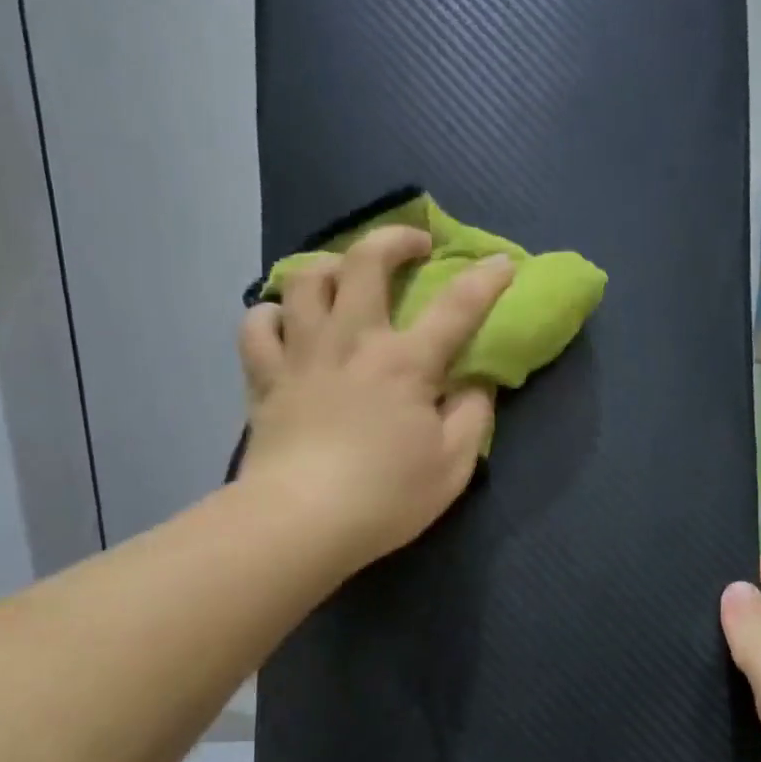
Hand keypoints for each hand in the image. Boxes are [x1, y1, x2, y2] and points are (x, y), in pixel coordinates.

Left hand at [236, 225, 514, 574]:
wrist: (300, 522)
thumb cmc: (385, 497)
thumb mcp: (453, 466)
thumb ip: (473, 416)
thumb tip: (475, 383)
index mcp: (405, 363)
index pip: (455, 307)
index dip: (485, 280)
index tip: (503, 263)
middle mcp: (352, 342)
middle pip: (365, 263)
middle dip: (394, 239)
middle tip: (413, 245)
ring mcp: (302, 355)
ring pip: (305, 280)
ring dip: (329, 265)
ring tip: (344, 276)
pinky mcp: (265, 379)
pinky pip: (257, 326)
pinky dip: (271, 314)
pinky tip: (285, 322)